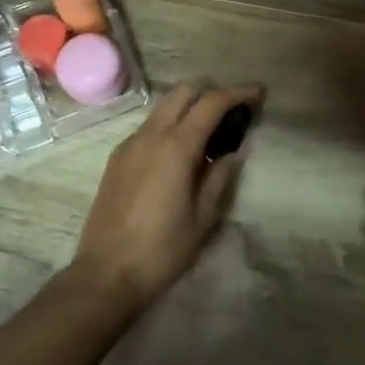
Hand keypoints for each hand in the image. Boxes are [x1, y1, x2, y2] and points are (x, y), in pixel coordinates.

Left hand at [70, 82, 263, 310]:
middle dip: (211, 91)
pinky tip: (181, 151)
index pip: (211, 103)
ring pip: (163, 107)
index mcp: (175, 147)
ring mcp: (129, 145)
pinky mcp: (117, 159)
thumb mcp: (203, 217)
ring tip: (210, 131)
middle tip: (233, 110)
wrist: (106, 273)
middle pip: (183, 91)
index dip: (238, 93)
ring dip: (189, 107)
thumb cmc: (162, 250)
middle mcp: (150, 135)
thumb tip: (231, 153)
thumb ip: (220, 177)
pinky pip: (148, 127)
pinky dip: (170, 124)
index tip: (259, 93)